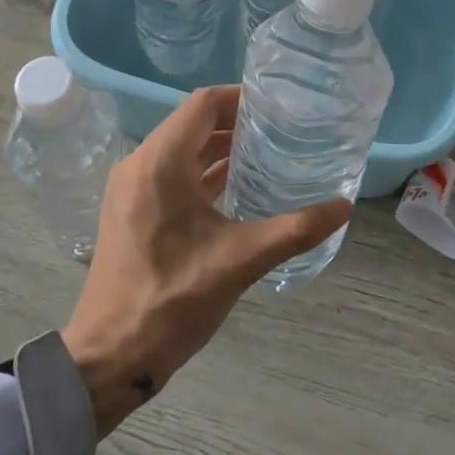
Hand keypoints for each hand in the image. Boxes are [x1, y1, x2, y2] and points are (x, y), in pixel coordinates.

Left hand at [61, 86, 352, 437]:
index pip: (203, 104)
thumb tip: (344, 206)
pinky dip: (202, 170)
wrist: (110, 356)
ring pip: (180, 148)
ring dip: (218, 146)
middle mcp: (140, 163)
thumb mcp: (240, 261)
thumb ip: (295, 230)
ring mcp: (131, 187)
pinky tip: (236, 184)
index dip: (241, 98)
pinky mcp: (132, 209)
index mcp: (160, 162)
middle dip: (235, 121)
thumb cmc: (172, 300)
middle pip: (192, 122)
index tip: (278, 105)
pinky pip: (171, 172)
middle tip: (281, 128)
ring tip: (266, 151)